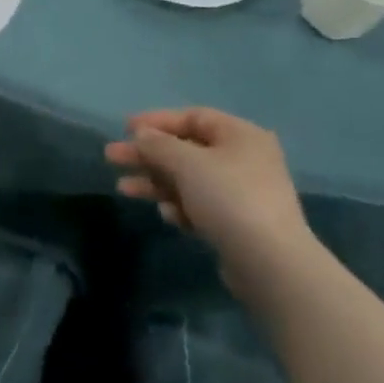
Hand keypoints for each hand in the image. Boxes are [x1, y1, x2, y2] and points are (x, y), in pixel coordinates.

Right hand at [105, 108, 320, 310]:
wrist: (271, 265)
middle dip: (147, 154)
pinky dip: (180, 206)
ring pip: (188, 179)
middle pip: (185, 149)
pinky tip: (166, 215)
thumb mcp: (186, 163)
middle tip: (112, 157)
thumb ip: (158, 144)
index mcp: (240, 135)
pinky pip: (200, 205)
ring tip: (123, 189)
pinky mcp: (238, 225)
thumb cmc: (228, 198)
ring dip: (156, 182)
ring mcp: (242, 193)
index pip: (192, 117)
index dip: (156, 120)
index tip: (125, 129)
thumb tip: (141, 135)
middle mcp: (244, 159)